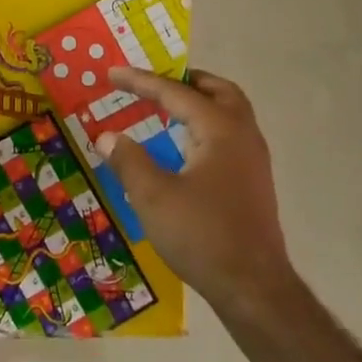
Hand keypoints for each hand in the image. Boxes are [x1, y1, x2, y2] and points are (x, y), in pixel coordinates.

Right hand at [97, 68, 290, 316]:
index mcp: (220, 129)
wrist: (253, 287)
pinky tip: (186, 148)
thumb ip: (128, 160)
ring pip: (230, 113)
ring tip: (168, 109)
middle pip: (218, 91)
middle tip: (154, 83)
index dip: (141, 81)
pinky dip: (207, 126)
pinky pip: (230, 136)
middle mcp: (243, 136)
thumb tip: (107, 136)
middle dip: (185, 81)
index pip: (176, 93)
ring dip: (200, 103)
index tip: (112, 73)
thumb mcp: (153, 197)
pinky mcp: (254, 183)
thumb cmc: (202, 235)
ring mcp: (253, 160)